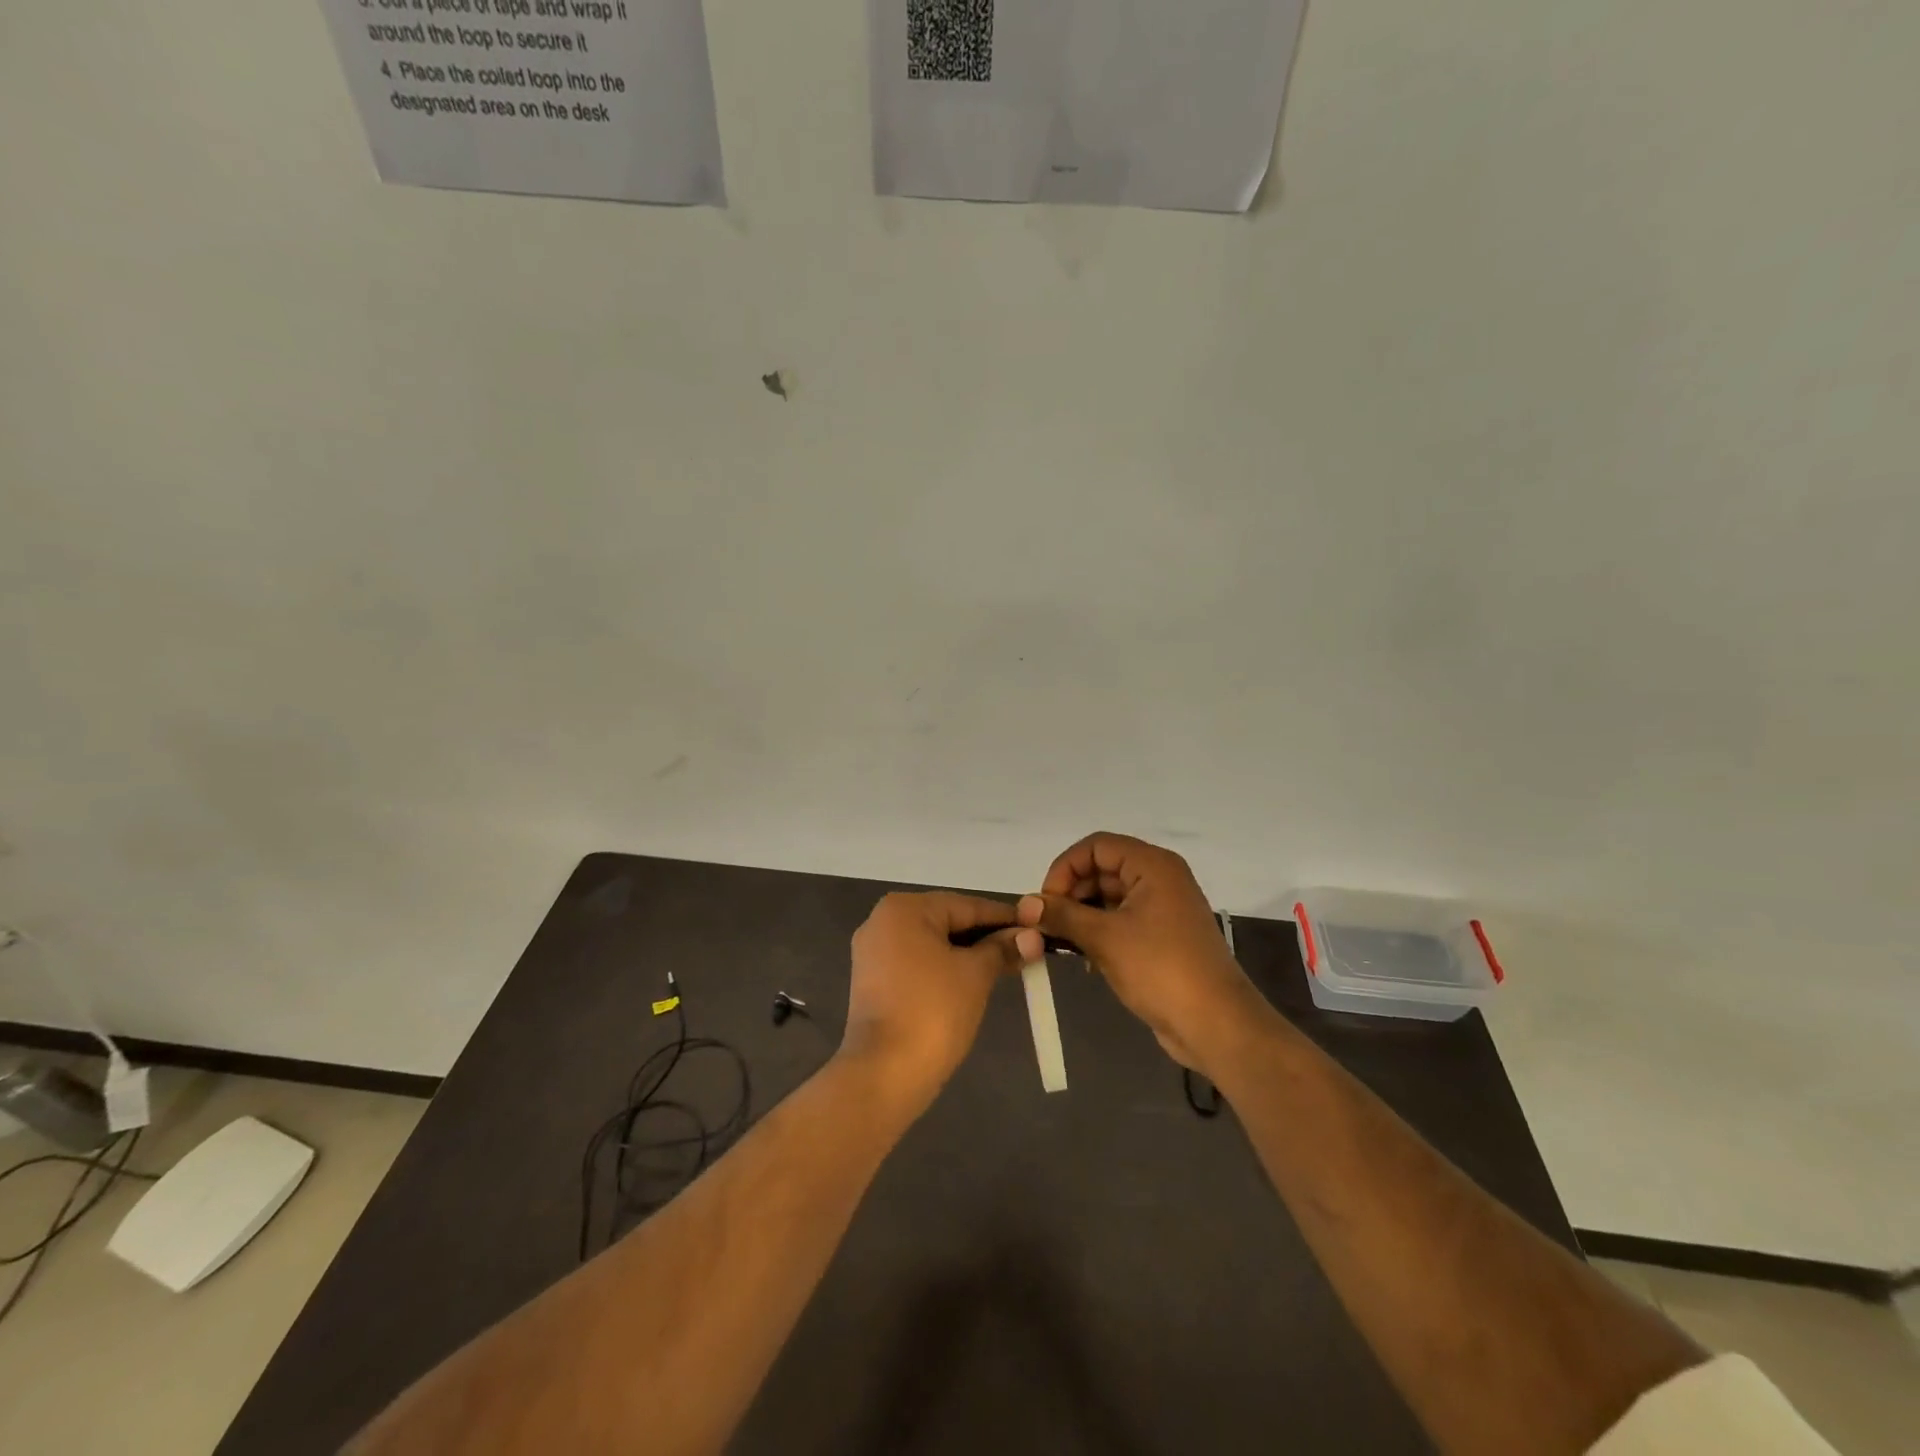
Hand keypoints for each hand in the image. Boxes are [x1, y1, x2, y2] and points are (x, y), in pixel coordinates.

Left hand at [840, 892, 1043, 1111]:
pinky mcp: (873, 982)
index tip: (1039, 927)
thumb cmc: (933, 1011)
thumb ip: (1002, 949)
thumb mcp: (976, 974)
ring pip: (933, 944)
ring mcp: (873, 952)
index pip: (967, 905)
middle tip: (1027, 950)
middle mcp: (882, 921)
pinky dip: (945, 969)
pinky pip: (918, 964)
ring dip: (968, 954)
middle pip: (948, 921)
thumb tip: (1032, 937)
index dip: (1006, 917)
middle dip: (987, 936)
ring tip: (1007, 966)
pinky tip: (973, 982)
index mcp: (904, 908)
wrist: (883, 1074)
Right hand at [1018, 833, 1264, 1074]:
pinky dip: (1099, 931)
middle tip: (1046, 925)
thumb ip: (1062, 915)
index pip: (1096, 846)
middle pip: (1102, 869)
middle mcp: (1160, 878)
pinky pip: (1121, 920)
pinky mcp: (1162, 937)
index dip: (1065, 868)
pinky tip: (1083, 958)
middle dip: (1071, 893)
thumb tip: (1025, 904)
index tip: (1045, 902)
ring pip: (1109, 897)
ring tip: (1059, 942)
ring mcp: (1163, 908)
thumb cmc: (1160, 969)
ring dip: (1082, 915)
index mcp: (1152, 866)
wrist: (1216, 1024)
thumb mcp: (1104, 939)